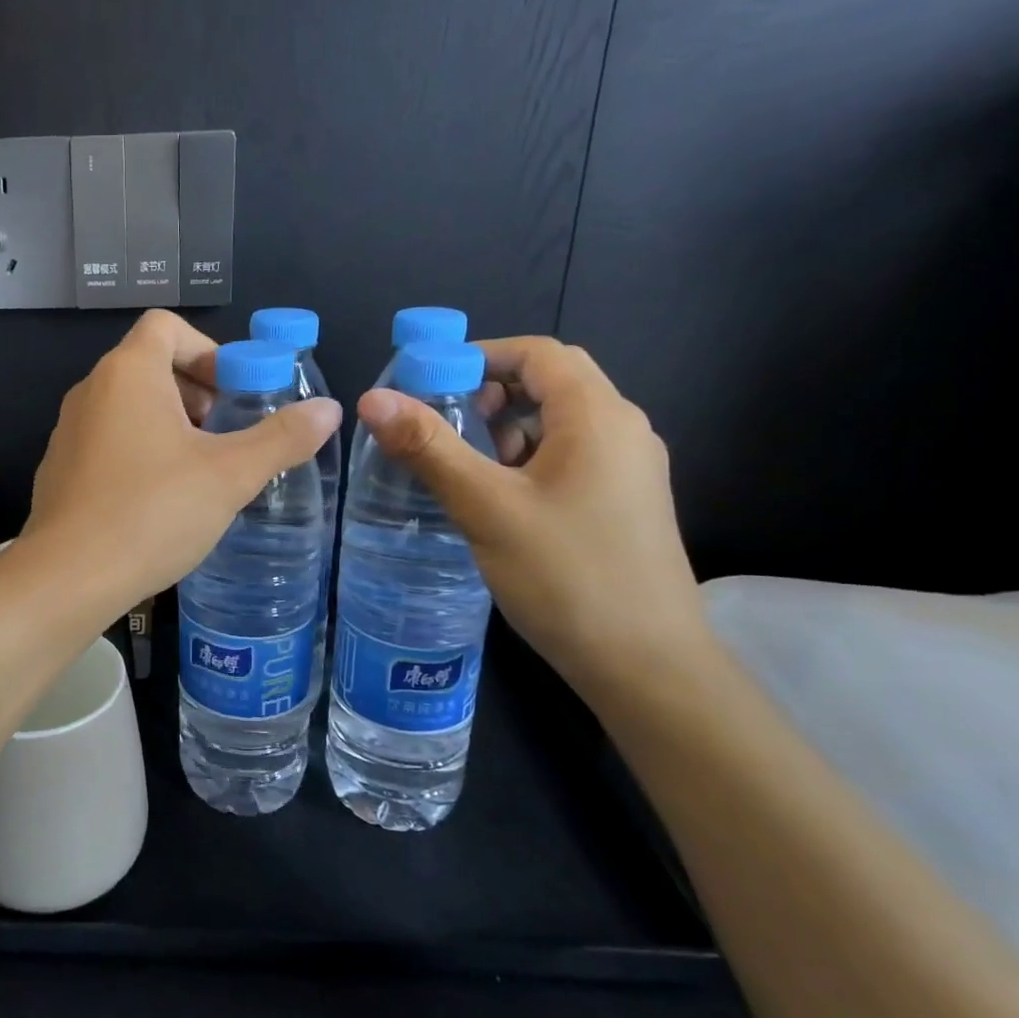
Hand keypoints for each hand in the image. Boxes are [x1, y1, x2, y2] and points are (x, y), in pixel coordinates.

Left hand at [18, 310, 341, 619]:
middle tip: (225, 434)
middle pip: (148, 364)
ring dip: (169, 424)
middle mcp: (90, 390)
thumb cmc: (152, 513)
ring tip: (199, 470)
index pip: (166, 326)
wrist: (67, 578)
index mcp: (128, 373)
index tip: (234, 393)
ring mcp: (67, 430)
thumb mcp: (229, 475)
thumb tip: (329, 410)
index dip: (208, 350)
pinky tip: (158, 500)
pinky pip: (106, 440)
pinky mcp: (59, 469)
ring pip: (127, 406)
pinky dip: (138, 451)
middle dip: (195, 390)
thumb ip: (281, 438)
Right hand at [357, 337, 707, 692]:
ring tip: (461, 463)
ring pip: (558, 421)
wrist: (646, 665)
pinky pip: (569, 455)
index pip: (538, 352)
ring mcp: (628, 468)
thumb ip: (429, 447)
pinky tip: (495, 497)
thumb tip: (373, 398)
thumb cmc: (566, 575)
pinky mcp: (623, 501)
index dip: (479, 355)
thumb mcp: (486, 507)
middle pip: (551, 381)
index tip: (426, 382)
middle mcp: (623, 430)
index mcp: (598, 417)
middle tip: (442, 423)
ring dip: (505, 427)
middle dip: (490, 392)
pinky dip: (526, 457)